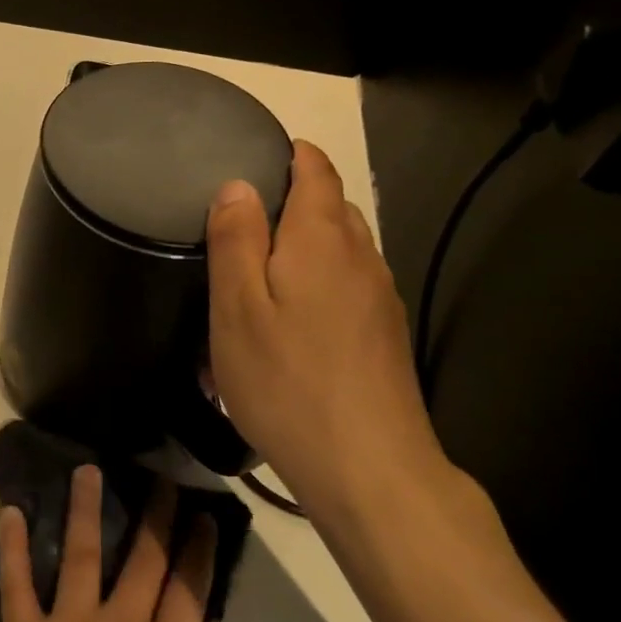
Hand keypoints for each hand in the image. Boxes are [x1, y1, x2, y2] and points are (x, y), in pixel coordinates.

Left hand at [0, 466, 216, 621]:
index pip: (189, 586)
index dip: (198, 547)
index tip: (202, 514)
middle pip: (145, 557)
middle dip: (156, 513)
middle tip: (161, 478)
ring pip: (83, 552)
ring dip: (85, 508)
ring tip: (86, 470)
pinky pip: (17, 582)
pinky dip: (11, 546)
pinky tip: (7, 511)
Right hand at [206, 140, 449, 520]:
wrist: (368, 466)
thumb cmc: (287, 381)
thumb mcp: (237, 309)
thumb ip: (236, 240)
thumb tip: (238, 185)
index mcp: (322, 238)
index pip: (316, 169)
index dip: (290, 155)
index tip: (255, 158)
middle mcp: (361, 256)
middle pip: (331, 207)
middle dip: (291, 203)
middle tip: (242, 225)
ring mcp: (380, 297)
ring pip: (341, 250)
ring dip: (304, 248)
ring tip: (261, 276)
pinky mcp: (384, 335)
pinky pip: (348, 287)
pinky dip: (319, 284)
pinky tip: (293, 323)